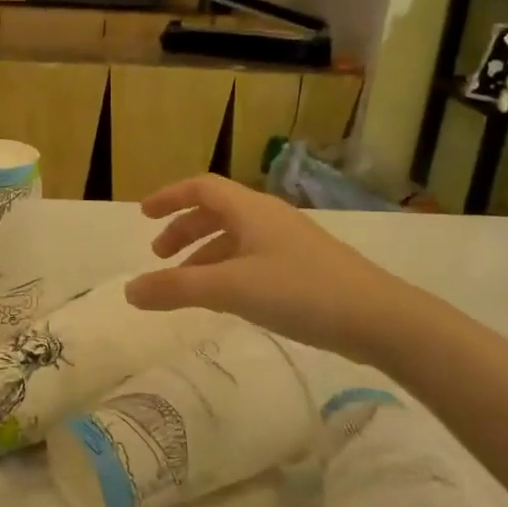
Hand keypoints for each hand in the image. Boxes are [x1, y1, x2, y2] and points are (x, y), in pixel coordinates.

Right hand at [125, 176, 421, 365]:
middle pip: (216, 211)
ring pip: (235, 238)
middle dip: (183, 229)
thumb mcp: (229, 288)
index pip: (201, 188)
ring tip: (186, 284)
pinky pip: (253, 258)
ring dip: (204, 254)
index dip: (169, 197)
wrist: (379, 319)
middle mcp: (269, 218)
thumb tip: (128, 290)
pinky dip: (228, 270)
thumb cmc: (299, 292)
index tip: (142, 215)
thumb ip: (175, 288)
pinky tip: (226, 298)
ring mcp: (290, 243)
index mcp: (251, 210)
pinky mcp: (304, 269)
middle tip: (159, 256)